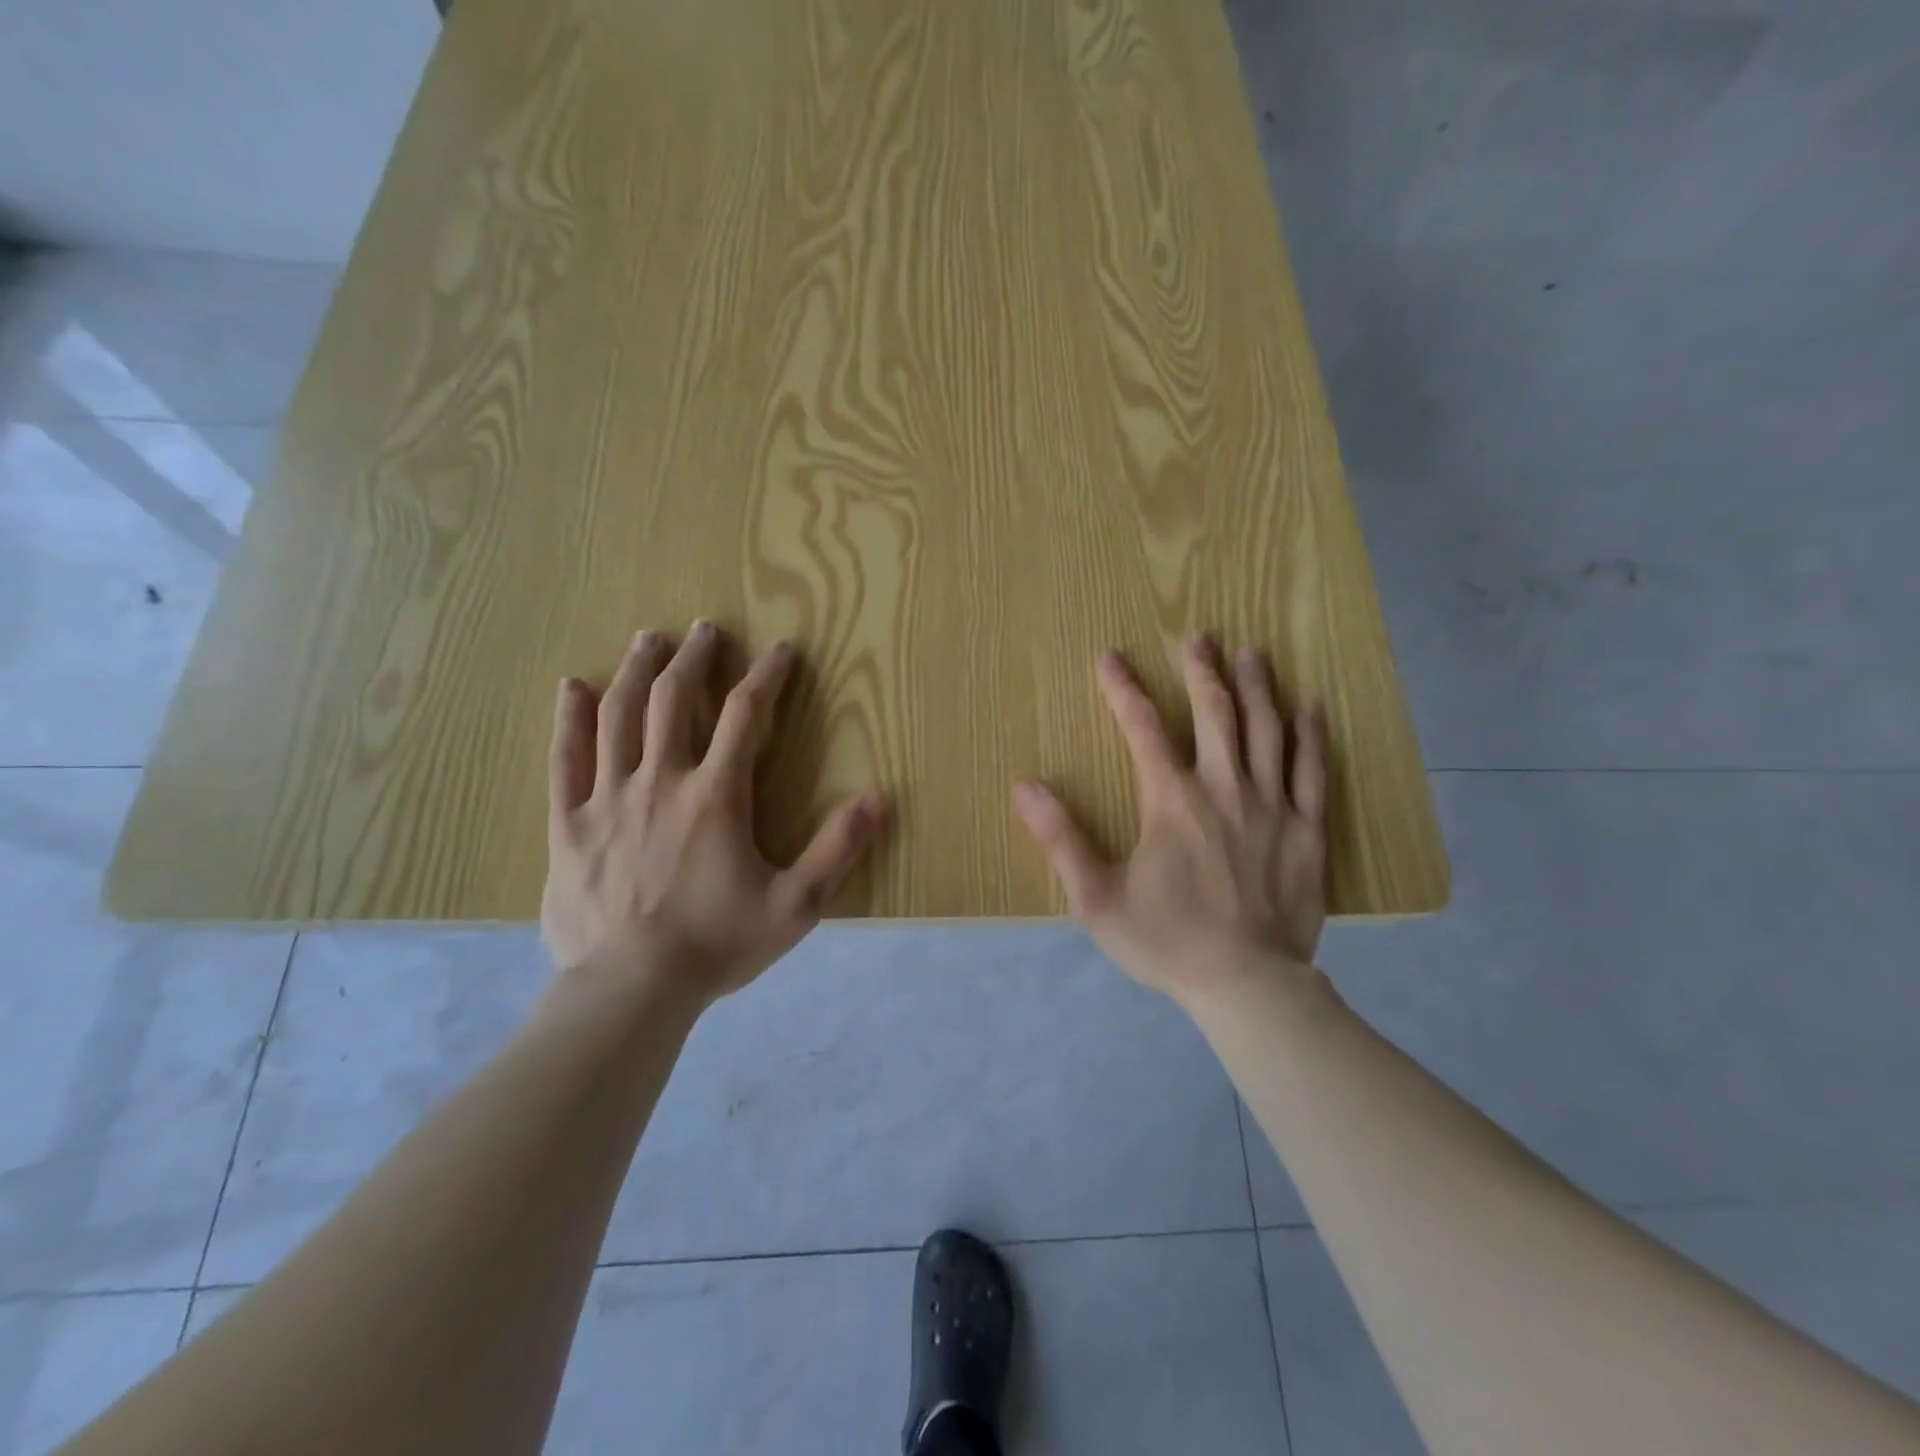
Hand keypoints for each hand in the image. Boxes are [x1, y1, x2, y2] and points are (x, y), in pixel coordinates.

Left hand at [543, 622, 885, 1001]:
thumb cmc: (717, 945)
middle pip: (675, 700)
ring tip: (650, 639)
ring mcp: (607, 799)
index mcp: (715, 796)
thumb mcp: (796, 905)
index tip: (782, 649)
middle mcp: (659, 781)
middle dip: (695, 659)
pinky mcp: (568, 824)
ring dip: (638, 671)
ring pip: (619, 716)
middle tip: (705, 630)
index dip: (767, 676)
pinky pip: (565, 759)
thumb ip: (838, 849)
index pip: (747, 716)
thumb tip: (880, 797)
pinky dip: (569, 719)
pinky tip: (573, 687)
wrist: (629, 991)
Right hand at [1011, 635, 1327, 1005]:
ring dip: (1256, 686)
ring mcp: (1272, 806)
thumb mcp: (1097, 898)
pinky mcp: (1307, 829)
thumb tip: (1024, 787)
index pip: (1142, 728)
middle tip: (1198, 635)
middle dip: (1201, 670)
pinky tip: (1310, 706)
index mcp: (1171, 801)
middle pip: (1214, 714)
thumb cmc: (1166, 941)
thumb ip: (1061, 839)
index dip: (1123, 689)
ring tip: (1251, 652)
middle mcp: (1223, 789)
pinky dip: (1311, 734)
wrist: (1246, 984)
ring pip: (1266, 730)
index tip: (1110, 656)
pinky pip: (1313, 770)